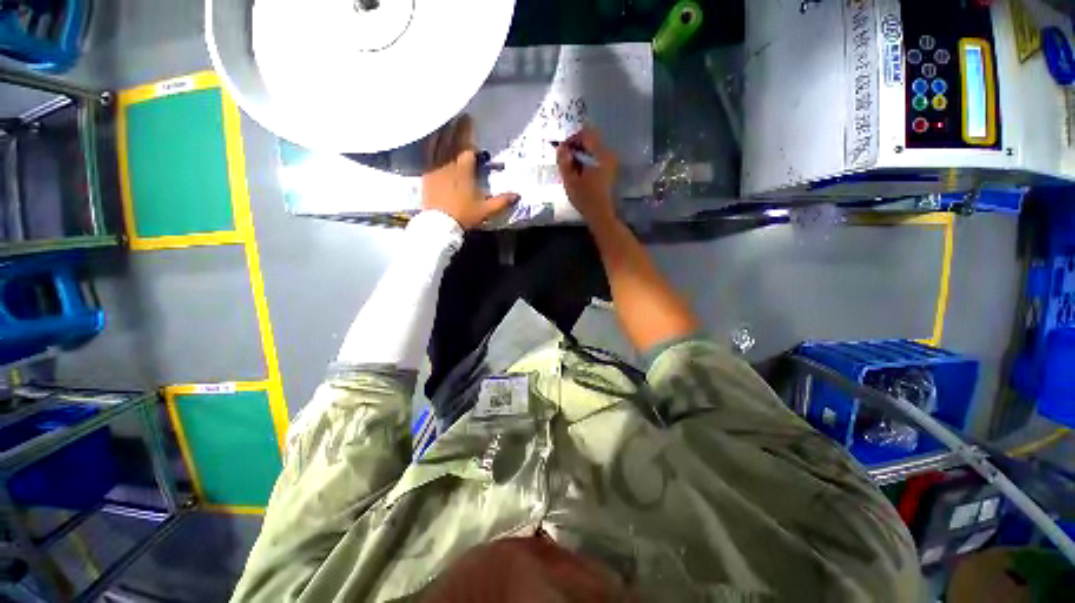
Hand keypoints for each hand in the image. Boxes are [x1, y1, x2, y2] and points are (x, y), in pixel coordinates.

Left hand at [422, 114, 518, 229]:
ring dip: (442, 130)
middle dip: (456, 126)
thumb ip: (502, 201)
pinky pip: (427, 153)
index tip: (469, 119)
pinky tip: (430, 137)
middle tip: (458, 114)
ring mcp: (436, 168)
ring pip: (439, 144)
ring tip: (445, 120)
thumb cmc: (464, 216)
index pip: (466, 146)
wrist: (439, 224)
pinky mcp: (426, 174)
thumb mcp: (486, 210)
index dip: (467, 132)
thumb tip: (518, 195)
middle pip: (452, 141)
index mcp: (465, 171)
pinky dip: (429, 143)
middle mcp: (449, 164)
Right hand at [557, 126, 618, 223]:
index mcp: (601, 155)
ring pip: (593, 150)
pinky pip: (596, 158)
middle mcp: (609, 154)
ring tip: (569, 167)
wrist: (601, 215)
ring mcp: (611, 162)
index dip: (572, 139)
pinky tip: (578, 173)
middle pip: (591, 141)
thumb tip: (561, 148)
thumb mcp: (570, 181)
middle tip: (564, 159)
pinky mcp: (610, 170)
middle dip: (576, 147)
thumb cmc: (586, 199)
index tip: (562, 150)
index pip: (586, 134)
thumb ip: (564, 162)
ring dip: (580, 155)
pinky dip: (586, 161)